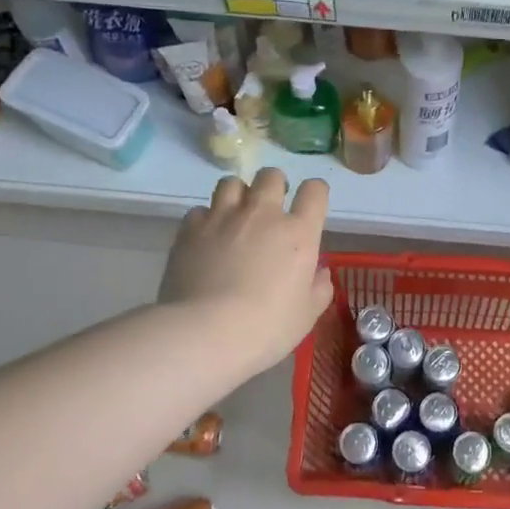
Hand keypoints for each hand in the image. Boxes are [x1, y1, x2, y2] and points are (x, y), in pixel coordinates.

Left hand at [159, 169, 334, 374]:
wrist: (205, 333)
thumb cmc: (266, 327)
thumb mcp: (306, 315)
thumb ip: (319, 288)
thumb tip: (319, 272)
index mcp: (298, 232)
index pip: (315, 191)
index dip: (315, 193)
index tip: (311, 206)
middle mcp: (262, 214)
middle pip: (271, 176)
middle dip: (274, 186)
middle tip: (271, 209)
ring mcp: (223, 217)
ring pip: (231, 182)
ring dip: (238, 194)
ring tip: (235, 216)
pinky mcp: (190, 229)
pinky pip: (199, 210)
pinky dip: (205, 220)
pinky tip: (205, 239)